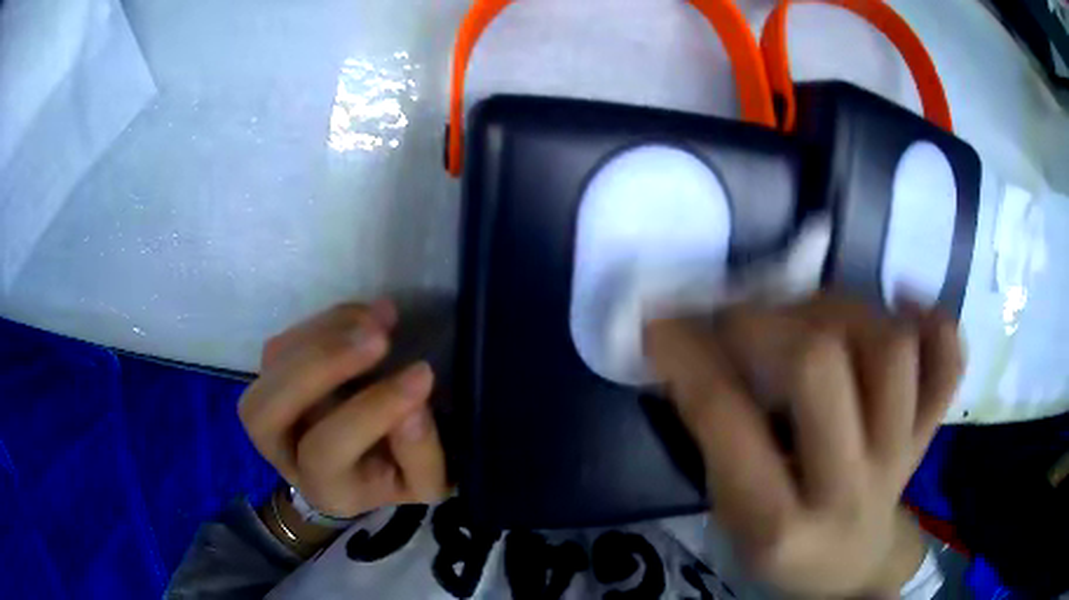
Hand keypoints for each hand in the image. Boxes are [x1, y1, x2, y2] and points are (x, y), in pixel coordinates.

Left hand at [239, 300, 448, 520]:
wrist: (374, 461)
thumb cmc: (401, 472)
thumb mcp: (426, 482)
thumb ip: (420, 454)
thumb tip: (412, 408)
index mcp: (323, 488)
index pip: (326, 453)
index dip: (371, 411)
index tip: (423, 374)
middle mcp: (284, 454)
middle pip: (265, 412)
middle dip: (318, 366)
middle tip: (378, 339)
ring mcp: (272, 411)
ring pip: (270, 365)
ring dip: (323, 335)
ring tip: (378, 321)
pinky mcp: (274, 376)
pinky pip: (283, 342)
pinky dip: (324, 322)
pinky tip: (363, 318)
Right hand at [646, 295, 962, 595]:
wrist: (853, 566)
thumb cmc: (783, 548)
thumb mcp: (731, 518)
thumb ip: (716, 442)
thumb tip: (696, 350)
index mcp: (780, 524)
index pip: (728, 420)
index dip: (687, 356)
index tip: (661, 321)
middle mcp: (849, 486)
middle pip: (820, 364)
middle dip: (763, 320)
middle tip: (740, 317)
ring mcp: (902, 455)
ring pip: (889, 347)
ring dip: (840, 309)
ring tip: (813, 316)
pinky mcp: (931, 432)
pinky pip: (948, 361)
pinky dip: (933, 320)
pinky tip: (902, 305)